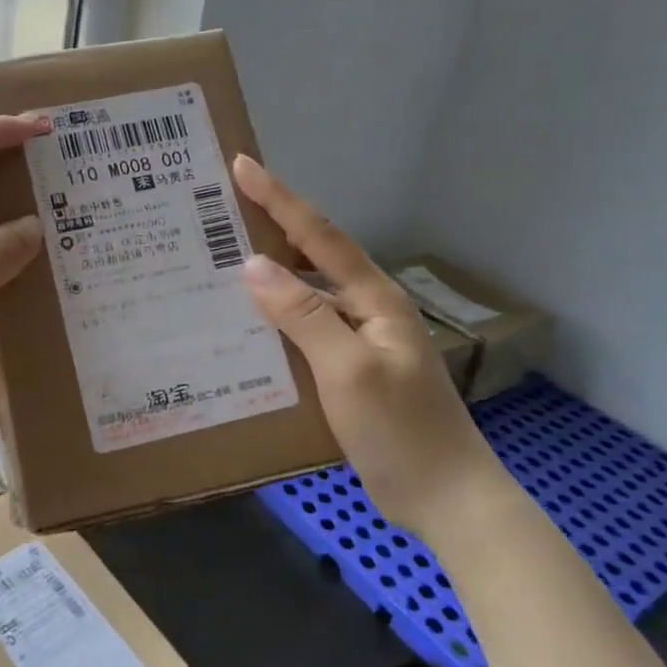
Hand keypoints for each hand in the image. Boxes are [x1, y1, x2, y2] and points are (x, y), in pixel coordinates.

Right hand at [232, 155, 500, 539]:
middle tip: (219, 210)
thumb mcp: (348, 370)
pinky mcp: (348, 370)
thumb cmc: (401, 431)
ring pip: (306, 293)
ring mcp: (359, 341)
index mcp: (373, 298)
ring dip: (268, 274)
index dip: (280, 198)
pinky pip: (303, 329)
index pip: (319, 235)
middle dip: (270, 226)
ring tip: (220, 261)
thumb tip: (253, 265)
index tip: (242, 165)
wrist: (447, 500)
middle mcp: (366, 310)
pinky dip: (274, 318)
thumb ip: (303, 315)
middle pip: (313, 256)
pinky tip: (245, 325)